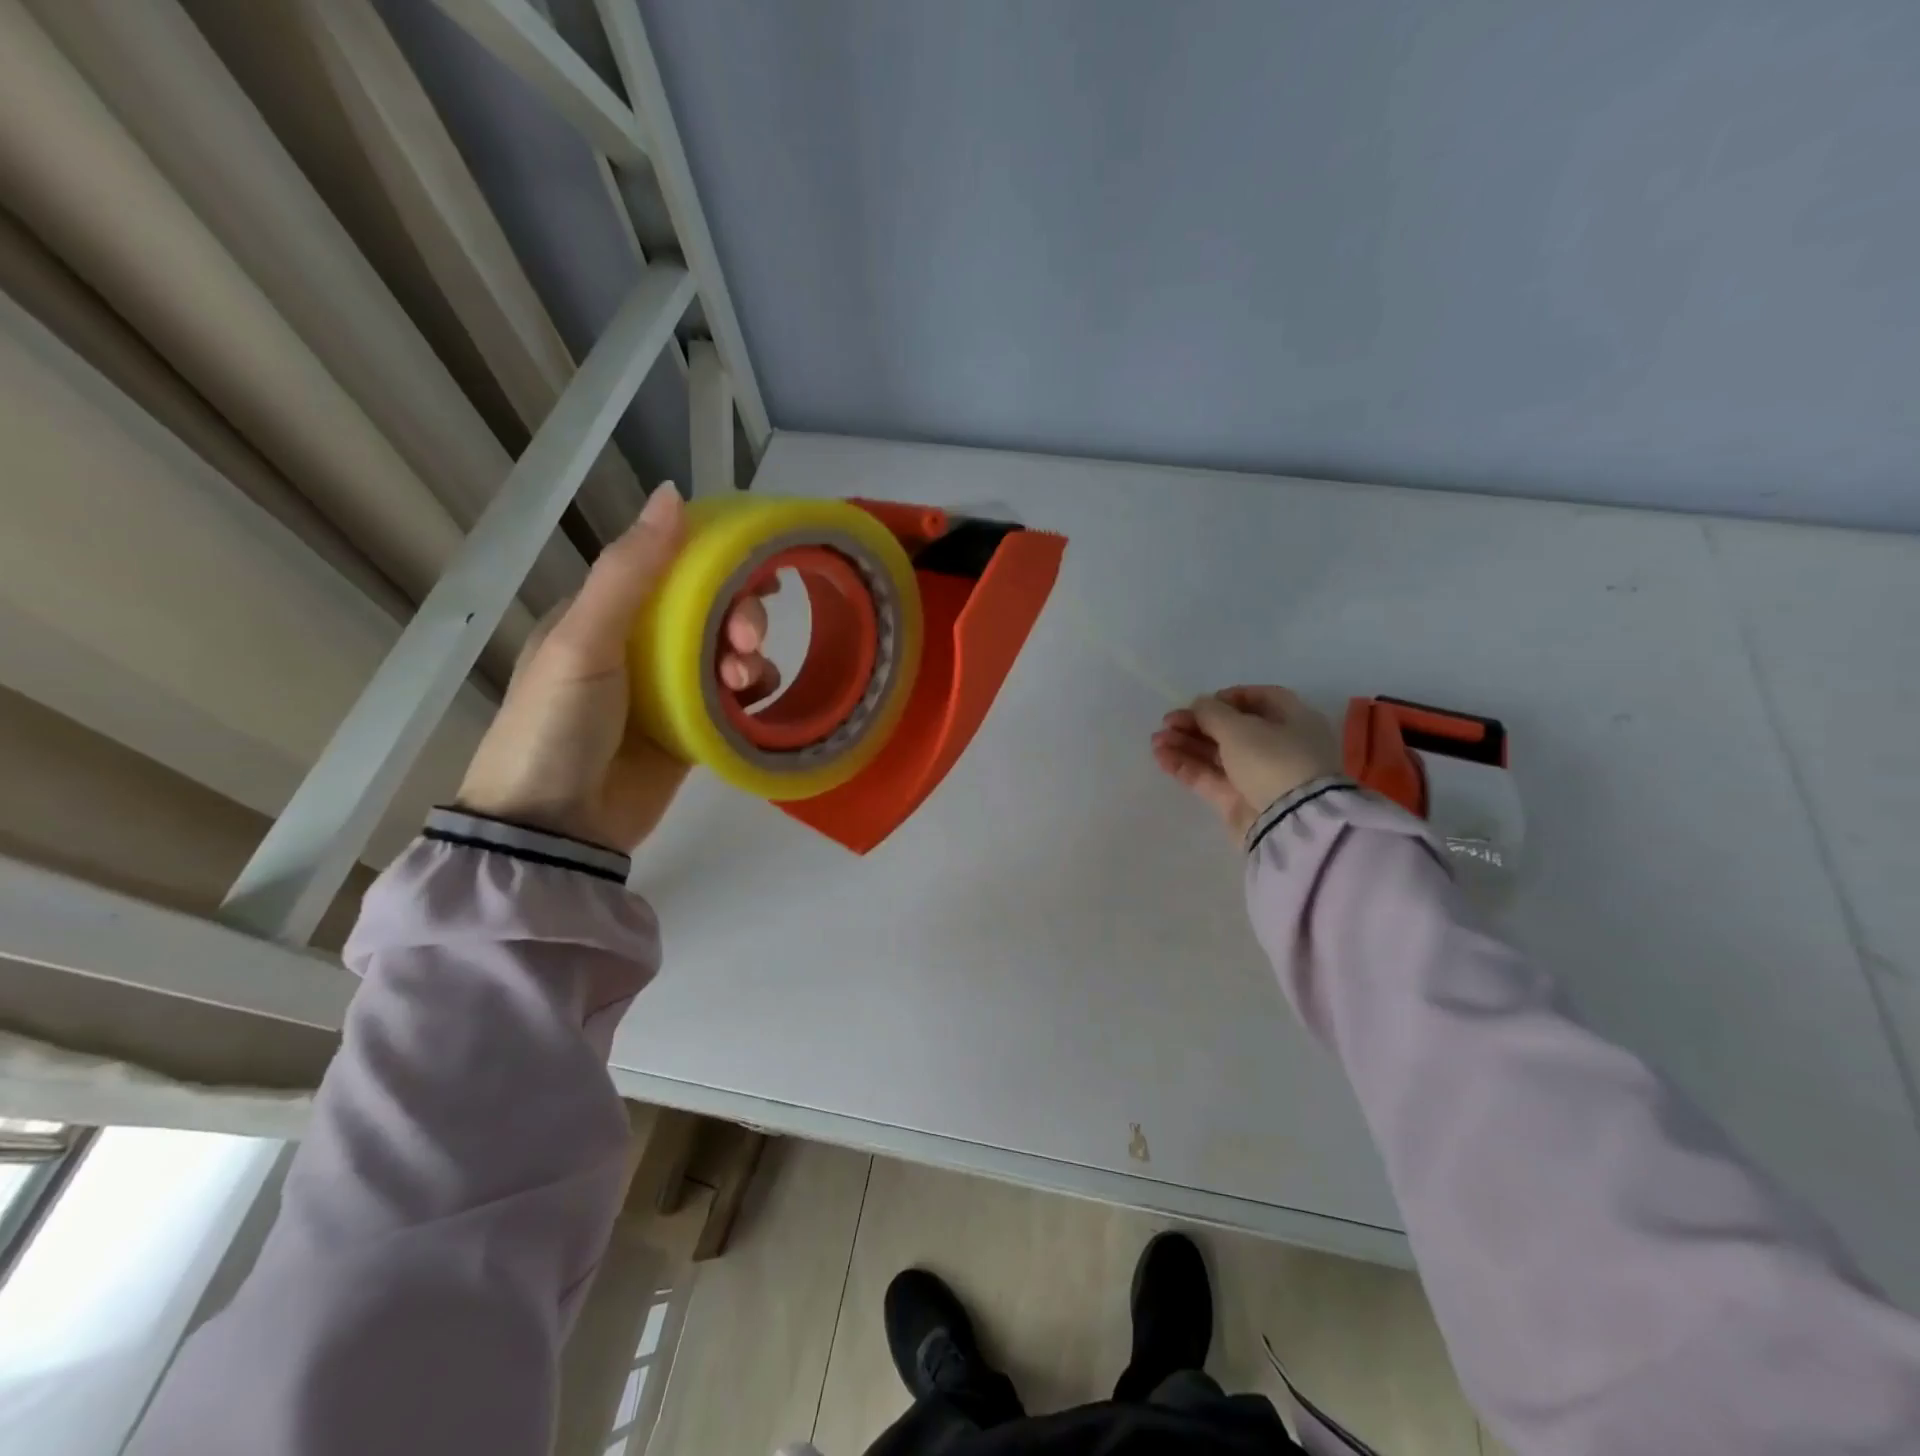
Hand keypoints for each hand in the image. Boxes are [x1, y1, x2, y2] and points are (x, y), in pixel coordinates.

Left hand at [456, 486, 777, 850]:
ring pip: (727, 653)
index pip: (673, 568)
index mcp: (606, 614)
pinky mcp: (691, 730)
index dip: (718, 560)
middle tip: (747, 637)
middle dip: (739, 614)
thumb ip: (630, 571)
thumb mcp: (585, 641)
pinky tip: (752, 698)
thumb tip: (672, 493)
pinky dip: (751, 691)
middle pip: (709, 610)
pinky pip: (734, 698)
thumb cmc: (557, 724)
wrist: (555, 829)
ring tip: (742, 680)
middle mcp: (640, 646)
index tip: (758, 566)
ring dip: (748, 654)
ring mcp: (667, 691)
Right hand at [1151, 685, 1340, 838]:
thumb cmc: (1274, 760)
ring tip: (1156, 740)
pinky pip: (1210, 778)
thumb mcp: (1240, 728)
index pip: (1261, 699)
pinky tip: (1161, 757)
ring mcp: (1258, 776)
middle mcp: (1278, 746)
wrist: (1291, 822)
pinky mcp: (1239, 801)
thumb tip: (1199, 704)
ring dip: (1186, 744)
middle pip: (1232, 729)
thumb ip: (1213, 713)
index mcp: (1293, 720)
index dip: (1229, 698)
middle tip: (1168, 722)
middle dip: (1198, 724)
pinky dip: (1186, 766)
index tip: (1202, 702)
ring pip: (1217, 754)